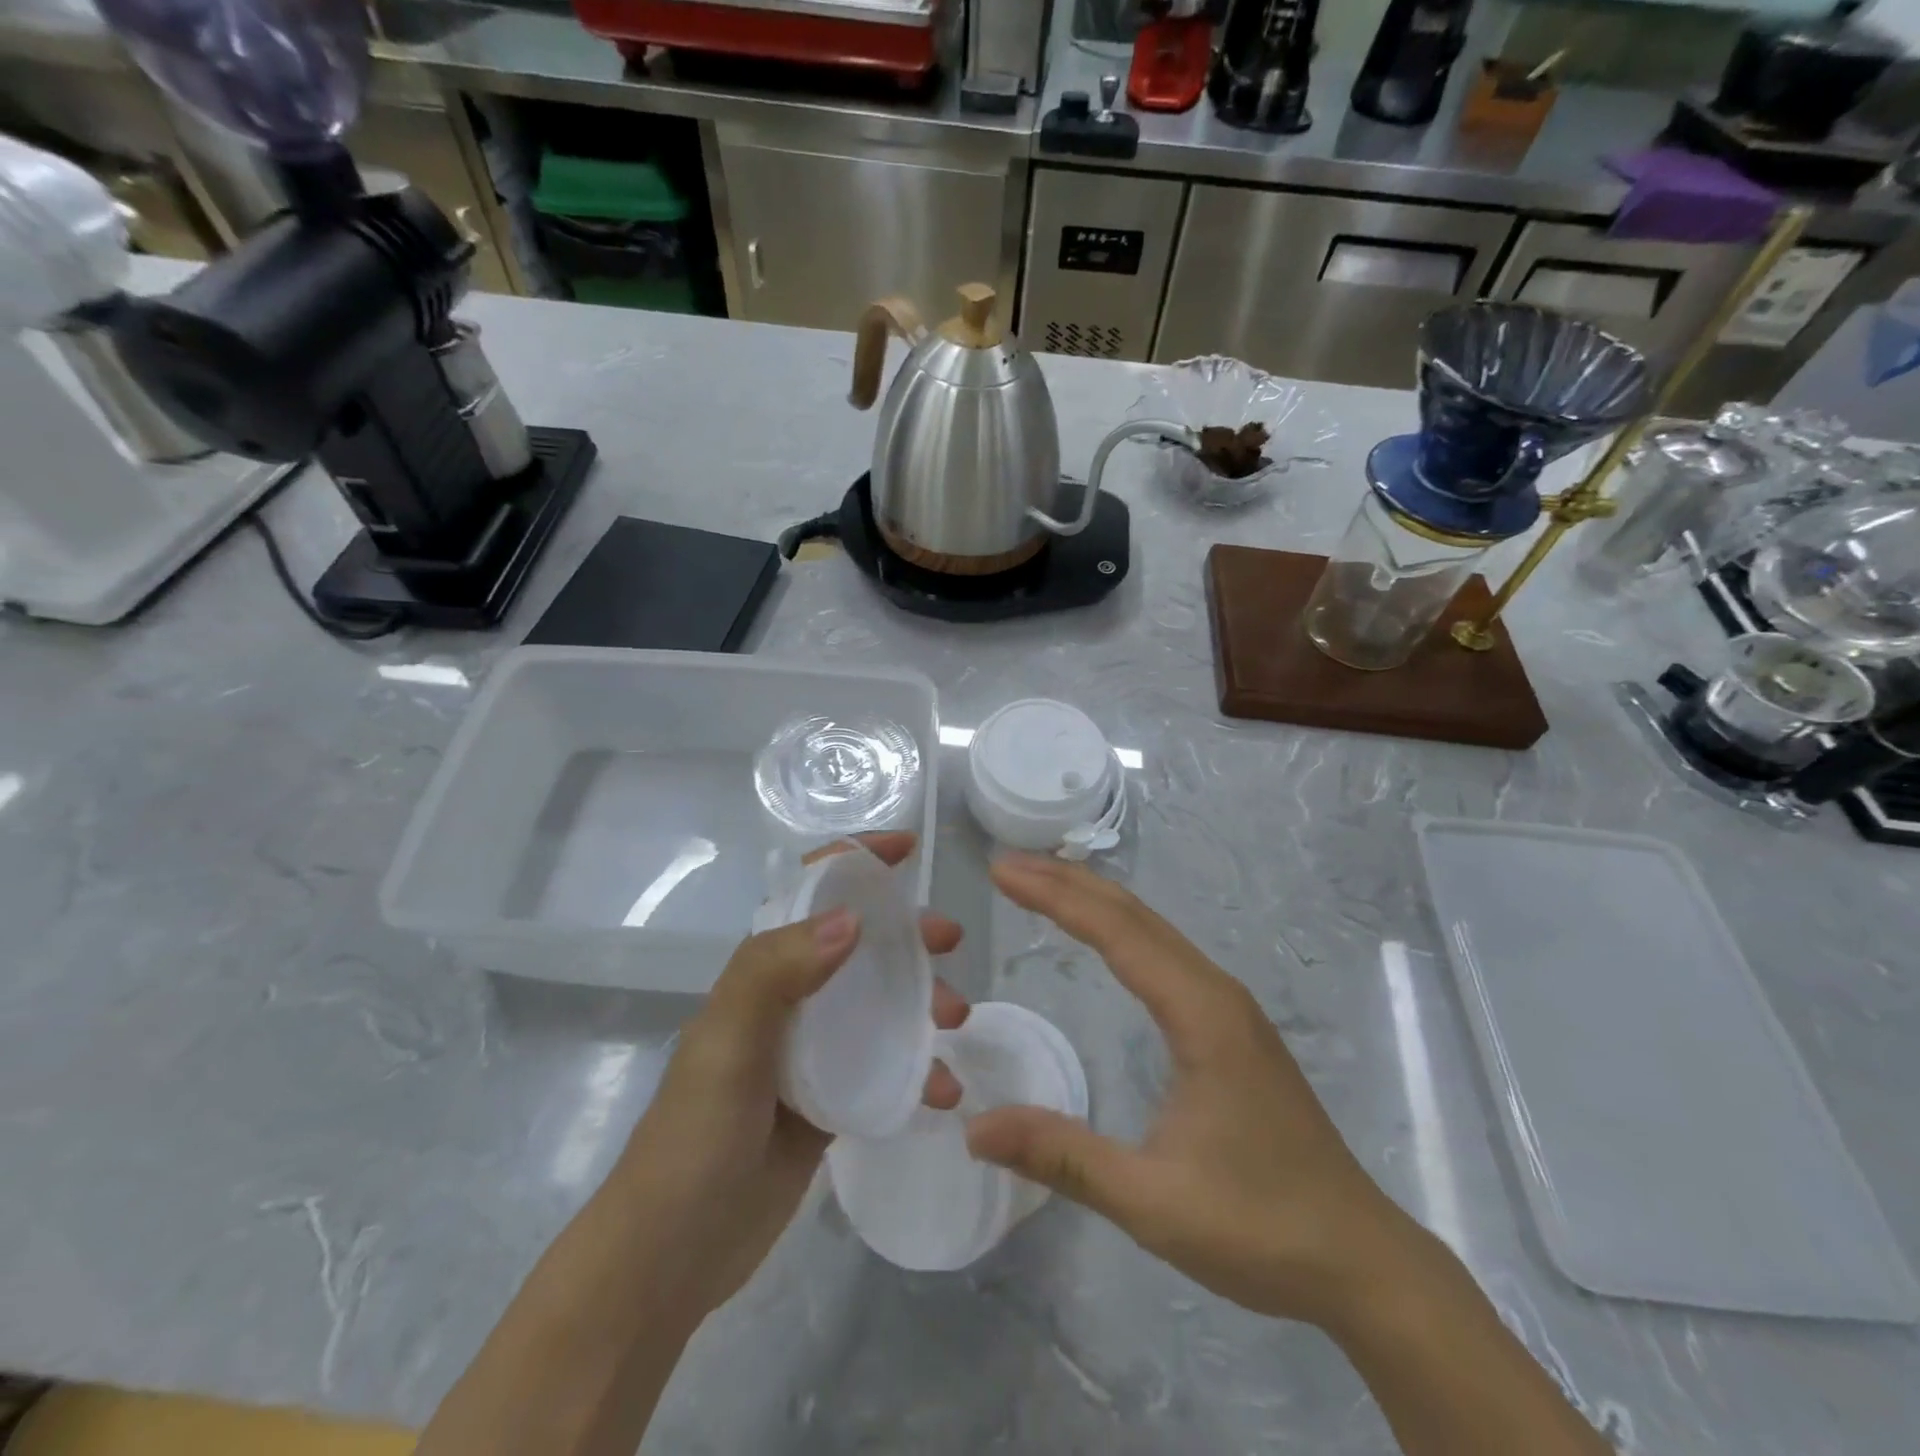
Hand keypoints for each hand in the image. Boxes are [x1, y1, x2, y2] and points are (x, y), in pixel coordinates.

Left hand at [613, 832, 967, 1327]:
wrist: (670, 1256)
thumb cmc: (694, 1136)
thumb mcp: (729, 1044)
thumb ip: (779, 973)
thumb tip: (852, 919)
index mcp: (761, 973)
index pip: (809, 895)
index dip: (853, 862)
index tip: (905, 850)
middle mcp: (789, 1001)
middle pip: (858, 945)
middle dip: (906, 933)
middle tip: (950, 941)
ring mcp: (812, 1053)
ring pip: (880, 1003)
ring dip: (923, 1001)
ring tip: (957, 1021)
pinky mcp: (830, 1101)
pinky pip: (885, 1066)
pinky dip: (918, 1070)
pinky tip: (942, 1092)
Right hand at [968, 854, 1426, 1331]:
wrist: (1361, 1260)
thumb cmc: (1260, 1226)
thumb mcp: (1151, 1200)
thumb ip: (1064, 1158)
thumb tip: (975, 1130)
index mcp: (1201, 1014)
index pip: (1116, 932)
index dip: (1055, 897)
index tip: (1002, 872)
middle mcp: (1216, 992)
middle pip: (1134, 915)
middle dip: (1068, 883)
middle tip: (1009, 866)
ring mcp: (1229, 1007)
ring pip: (1153, 930)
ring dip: (1094, 900)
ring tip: (1042, 883)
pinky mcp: (1231, 1026)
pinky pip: (1165, 954)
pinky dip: (1120, 929)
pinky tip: (1104, 937)